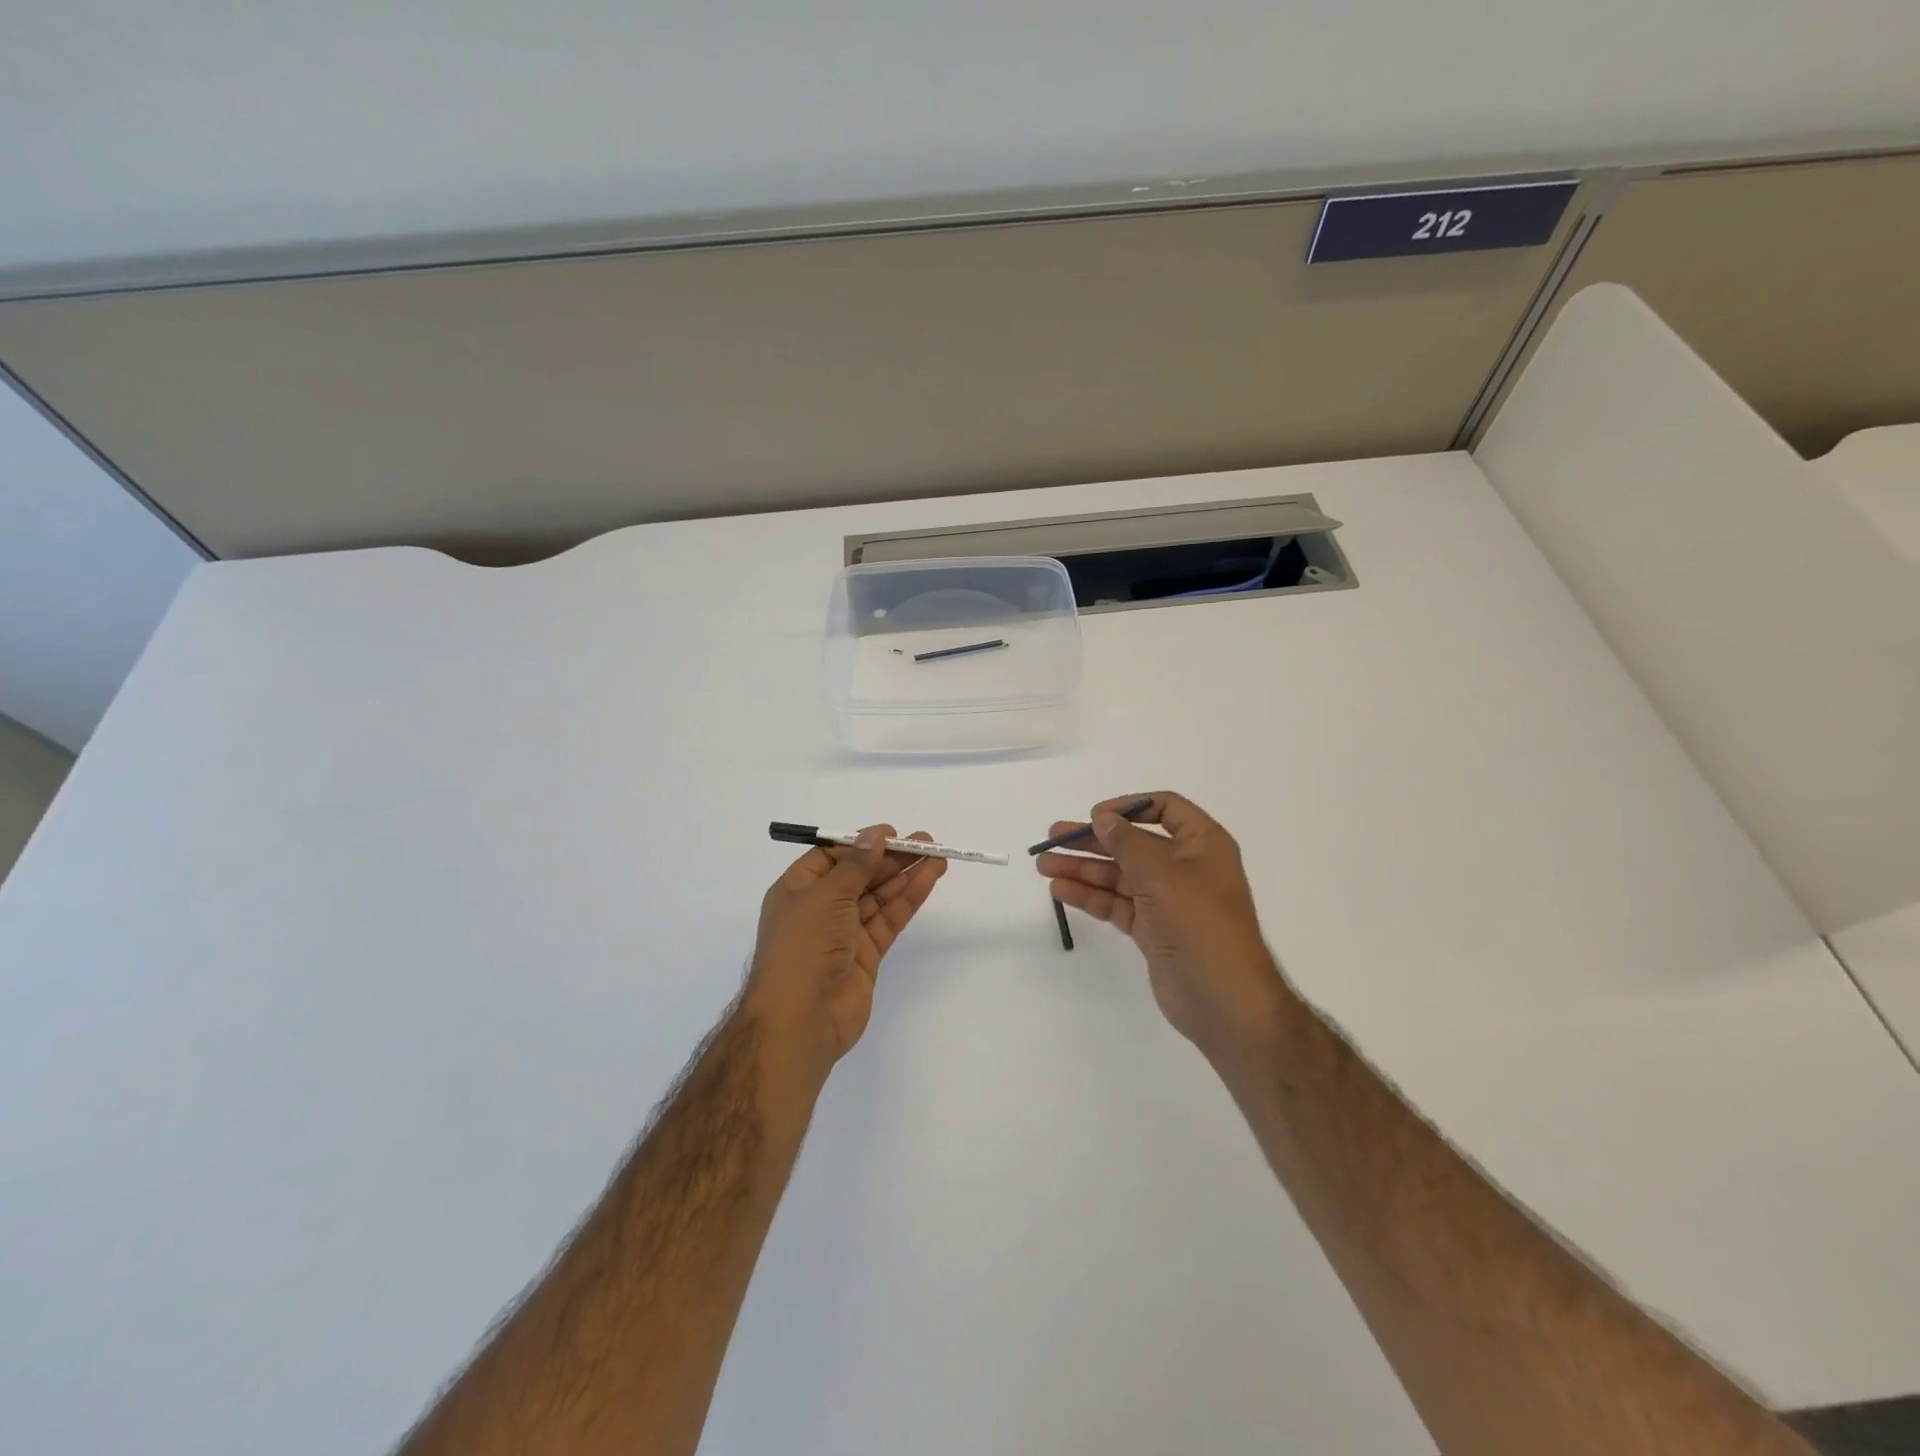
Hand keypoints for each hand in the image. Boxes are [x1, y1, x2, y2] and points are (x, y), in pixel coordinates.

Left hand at [747, 826, 946, 1067]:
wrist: (800, 1019)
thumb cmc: (803, 947)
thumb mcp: (826, 896)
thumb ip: (856, 866)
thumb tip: (874, 837)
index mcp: (797, 890)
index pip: (831, 858)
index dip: (860, 844)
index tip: (890, 834)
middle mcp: (819, 909)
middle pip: (860, 875)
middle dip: (890, 858)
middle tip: (925, 841)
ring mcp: (844, 933)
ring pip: (878, 897)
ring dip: (905, 876)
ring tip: (937, 856)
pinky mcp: (866, 955)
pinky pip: (889, 920)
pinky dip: (908, 900)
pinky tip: (928, 880)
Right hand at [1037, 793, 1286, 1060]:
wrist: (1224, 1000)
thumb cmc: (1200, 924)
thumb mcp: (1162, 874)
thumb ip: (1127, 843)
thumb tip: (1103, 818)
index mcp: (1203, 844)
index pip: (1165, 809)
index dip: (1129, 807)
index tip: (1095, 816)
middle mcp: (1186, 867)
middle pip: (1133, 843)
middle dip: (1093, 840)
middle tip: (1052, 836)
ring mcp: (1168, 900)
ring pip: (1119, 875)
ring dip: (1083, 868)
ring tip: (1044, 865)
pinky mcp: (1153, 929)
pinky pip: (1116, 903)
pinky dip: (1090, 896)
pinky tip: (1061, 890)